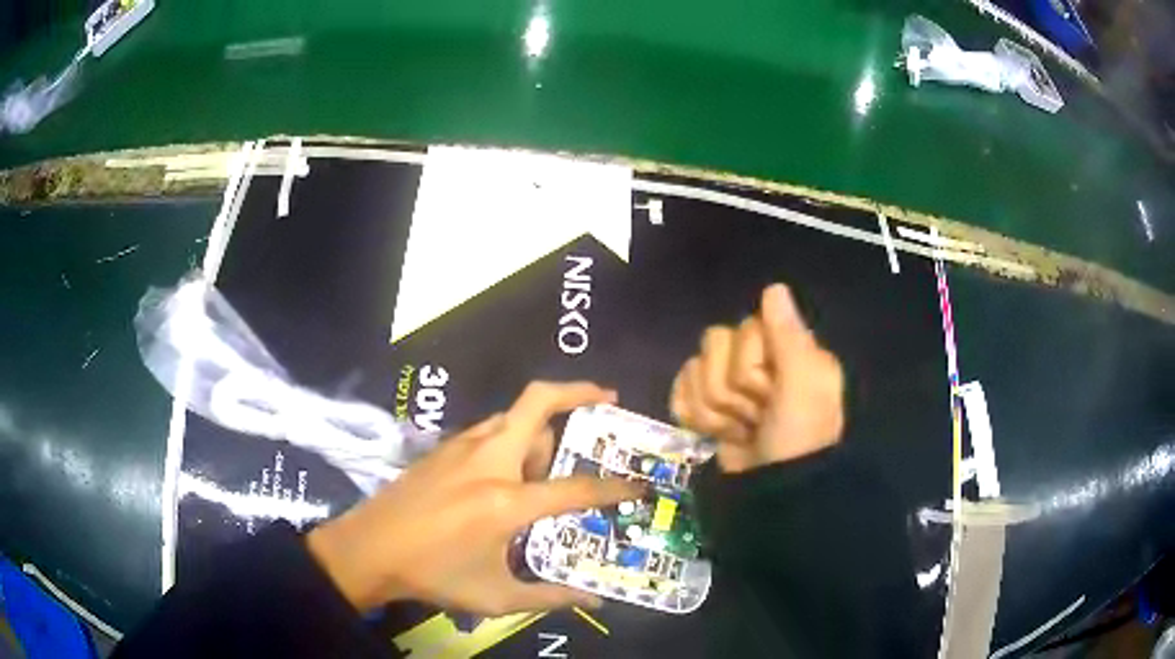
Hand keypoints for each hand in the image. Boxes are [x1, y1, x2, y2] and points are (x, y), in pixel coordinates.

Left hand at [307, 382, 642, 613]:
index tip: (638, 485)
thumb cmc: (433, 575)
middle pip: (537, 403)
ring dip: (541, 426)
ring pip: (513, 416)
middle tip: (607, 398)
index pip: (575, 488)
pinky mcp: (443, 448)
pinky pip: (490, 430)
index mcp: (506, 501)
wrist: (368, 549)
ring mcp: (462, 448)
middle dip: (578, 391)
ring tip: (549, 462)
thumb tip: (594, 602)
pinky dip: (512, 437)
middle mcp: (489, 461)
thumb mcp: (495, 596)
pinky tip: (507, 471)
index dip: (614, 487)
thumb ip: (549, 597)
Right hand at [670, 284, 844, 472]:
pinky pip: (680, 390)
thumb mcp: (804, 386)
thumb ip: (789, 336)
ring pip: (694, 370)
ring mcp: (729, 386)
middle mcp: (758, 360)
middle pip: (712, 346)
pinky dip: (693, 416)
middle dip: (730, 392)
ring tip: (739, 431)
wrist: (772, 493)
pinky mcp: (708, 408)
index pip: (744, 328)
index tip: (770, 393)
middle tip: (755, 417)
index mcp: (787, 349)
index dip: (750, 364)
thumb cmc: (796, 437)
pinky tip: (715, 433)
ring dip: (713, 410)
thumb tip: (774, 286)